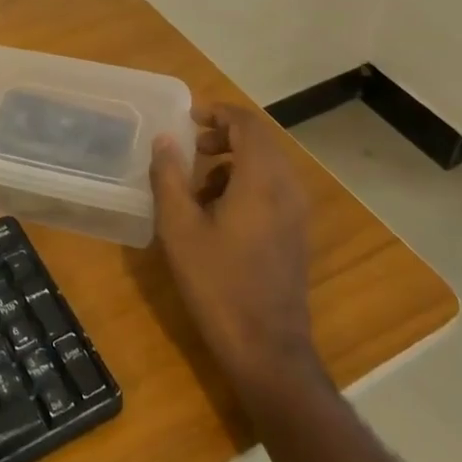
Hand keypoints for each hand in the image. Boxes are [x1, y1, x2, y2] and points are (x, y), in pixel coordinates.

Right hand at [151, 102, 321, 400]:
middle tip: (191, 147)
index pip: (247, 124)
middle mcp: (287, 188)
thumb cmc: (217, 283)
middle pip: (260, 141)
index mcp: (261, 179)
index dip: (218, 113)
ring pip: (267, 166)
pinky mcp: (296, 234)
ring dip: (234, 162)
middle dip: (224, 136)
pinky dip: (246, 184)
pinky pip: (273, 189)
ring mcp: (296, 213)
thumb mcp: (179, 228)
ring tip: (198, 185)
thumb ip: (169, 177)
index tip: (189, 118)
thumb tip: (165, 139)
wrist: (266, 348)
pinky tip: (218, 215)